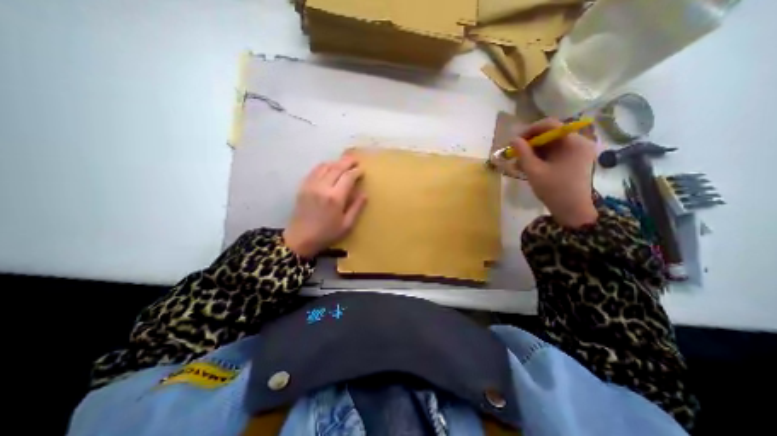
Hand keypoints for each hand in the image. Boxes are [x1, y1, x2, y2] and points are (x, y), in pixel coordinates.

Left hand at [285, 155, 367, 258]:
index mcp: (335, 198)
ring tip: (343, 162)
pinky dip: (323, 166)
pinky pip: (314, 171)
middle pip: (336, 167)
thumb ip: (356, 208)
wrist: (300, 239)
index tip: (362, 170)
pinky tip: (328, 167)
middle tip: (355, 160)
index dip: (356, 171)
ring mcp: (311, 185)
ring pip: (325, 166)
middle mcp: (322, 187)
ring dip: (336, 162)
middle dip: (347, 161)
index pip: (348, 177)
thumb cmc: (326, 234)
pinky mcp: (303, 187)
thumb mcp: (346, 225)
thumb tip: (364, 194)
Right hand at [515, 119, 595, 227]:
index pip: (550, 125)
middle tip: (514, 153)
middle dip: (529, 144)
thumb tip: (513, 139)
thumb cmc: (554, 190)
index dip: (530, 130)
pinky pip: (553, 154)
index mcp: (574, 142)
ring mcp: (577, 152)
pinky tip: (526, 167)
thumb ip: (523, 153)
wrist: (572, 211)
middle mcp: (579, 143)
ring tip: (517, 163)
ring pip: (550, 145)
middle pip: (549, 135)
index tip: (515, 141)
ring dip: (532, 152)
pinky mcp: (573, 161)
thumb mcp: (534, 171)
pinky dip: (539, 159)